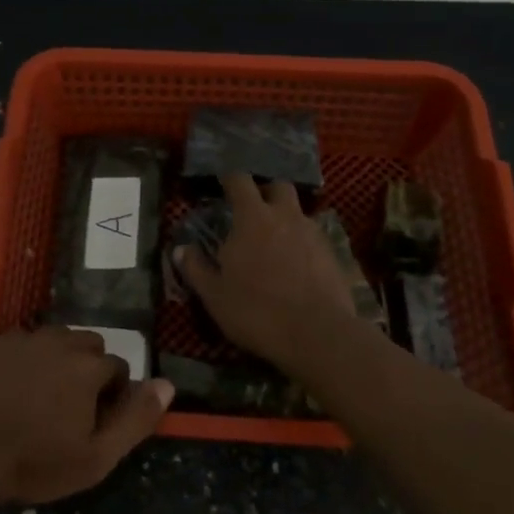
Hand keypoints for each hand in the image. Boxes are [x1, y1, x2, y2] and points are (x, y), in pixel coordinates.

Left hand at [0, 326, 173, 506]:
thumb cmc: (34, 462)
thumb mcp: (95, 458)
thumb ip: (136, 419)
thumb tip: (167, 385)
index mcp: (88, 367)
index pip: (117, 368)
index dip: (112, 395)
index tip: (94, 421)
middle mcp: (60, 342)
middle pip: (88, 346)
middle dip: (88, 370)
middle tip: (70, 407)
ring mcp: (23, 339)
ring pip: (56, 339)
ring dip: (58, 359)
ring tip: (42, 395)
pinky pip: (22, 342)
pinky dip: (26, 359)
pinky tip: (12, 388)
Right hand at [175, 173, 358, 370]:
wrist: (318, 335)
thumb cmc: (257, 311)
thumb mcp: (215, 295)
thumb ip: (195, 268)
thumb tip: (180, 249)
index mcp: (253, 218)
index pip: (240, 180)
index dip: (229, 179)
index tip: (222, 184)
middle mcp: (286, 216)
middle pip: (278, 186)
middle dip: (265, 191)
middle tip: (252, 209)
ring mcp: (313, 233)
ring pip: (298, 211)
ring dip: (285, 218)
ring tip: (274, 241)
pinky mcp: (333, 254)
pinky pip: (313, 237)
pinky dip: (302, 242)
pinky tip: (296, 264)